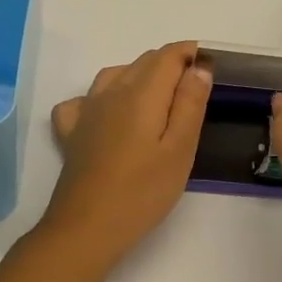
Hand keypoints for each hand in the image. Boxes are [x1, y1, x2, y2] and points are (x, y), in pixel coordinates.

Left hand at [44, 42, 211, 265]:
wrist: (86, 228)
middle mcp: (110, 91)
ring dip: (140, 77)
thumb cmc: (142, 192)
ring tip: (158, 102)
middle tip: (194, 93)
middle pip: (143, 61)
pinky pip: (85, 100)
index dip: (191, 53)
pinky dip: (102, 98)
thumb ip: (190, 103)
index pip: (168, 55)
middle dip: (171, 65)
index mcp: (141, 93)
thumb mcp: (180, 150)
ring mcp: (86, 110)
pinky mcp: (71, 132)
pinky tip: (108, 116)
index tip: (211, 67)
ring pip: (116, 74)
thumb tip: (199, 66)